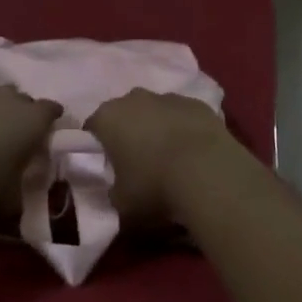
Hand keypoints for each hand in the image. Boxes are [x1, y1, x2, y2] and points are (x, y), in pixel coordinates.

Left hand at [0, 77, 62, 208]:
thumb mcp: (14, 198)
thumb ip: (21, 186)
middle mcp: (7, 96)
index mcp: (33, 119)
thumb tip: (20, 191)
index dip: (48, 120)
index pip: (51, 109)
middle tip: (8, 132)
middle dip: (17, 111)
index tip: (43, 133)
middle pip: (20, 97)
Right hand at [87, 88, 241, 224]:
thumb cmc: (154, 187)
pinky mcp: (199, 104)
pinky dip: (184, 129)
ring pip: (156, 111)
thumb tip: (116, 189)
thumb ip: (112, 192)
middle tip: (137, 161)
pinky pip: (184, 116)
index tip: (108, 167)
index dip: (98, 147)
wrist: (209, 173)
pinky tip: (193, 153)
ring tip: (170, 158)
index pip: (93, 128)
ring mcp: (169, 97)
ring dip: (158, 128)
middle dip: (129, 132)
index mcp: (109, 117)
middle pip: (125, 114)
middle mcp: (135, 99)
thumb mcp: (121, 204)